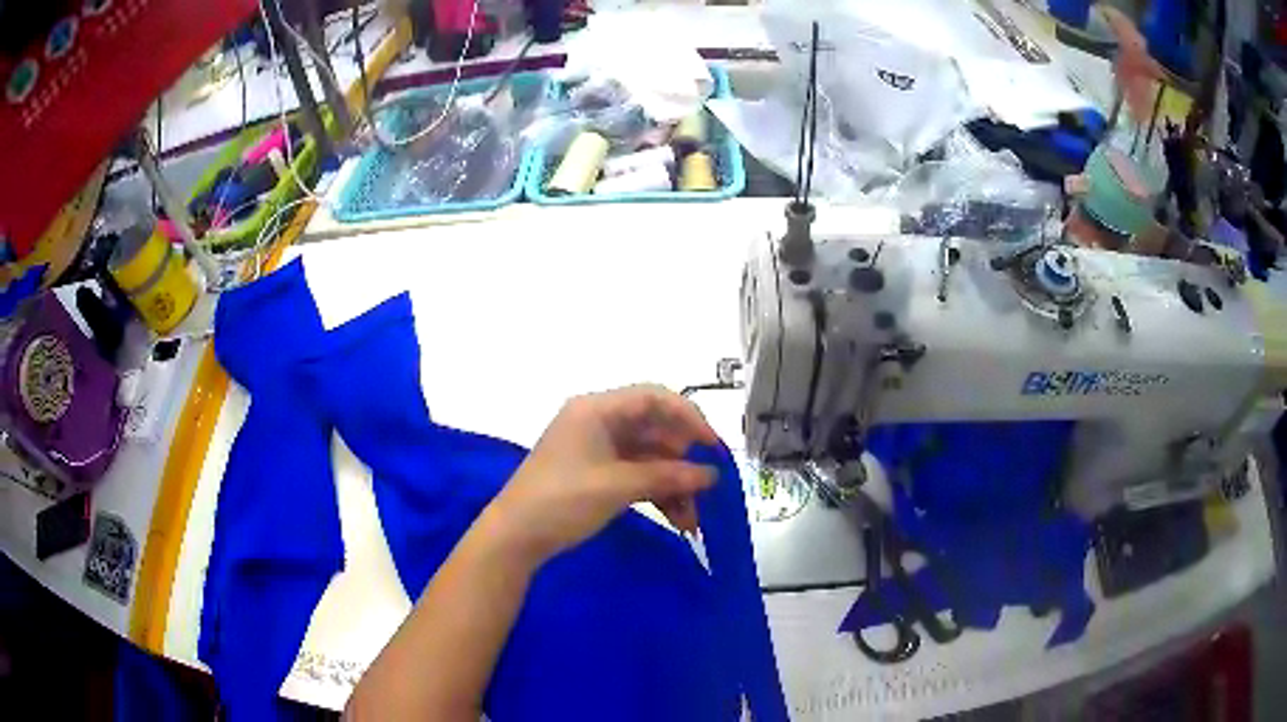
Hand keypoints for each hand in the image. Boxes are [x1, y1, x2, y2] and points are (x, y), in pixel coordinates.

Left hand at [484, 385, 719, 566]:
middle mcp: (599, 422)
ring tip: (695, 517)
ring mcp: (597, 449)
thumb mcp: (617, 486)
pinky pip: (636, 475)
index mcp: (597, 409)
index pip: (654, 398)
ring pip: (649, 457)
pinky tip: (678, 519)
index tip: (713, 447)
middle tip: (709, 488)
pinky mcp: (596, 473)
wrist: (515, 537)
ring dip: (674, 483)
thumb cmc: (562, 500)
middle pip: (654, 429)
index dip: (689, 418)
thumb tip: (711, 475)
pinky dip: (657, 492)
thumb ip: (667, 476)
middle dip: (684, 460)